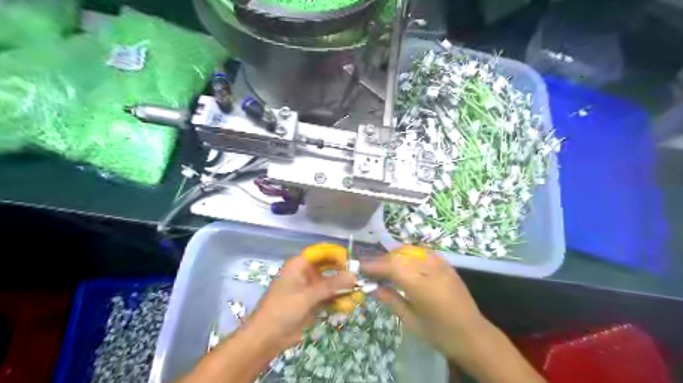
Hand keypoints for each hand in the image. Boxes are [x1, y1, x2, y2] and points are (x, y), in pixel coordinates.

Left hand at [247, 255, 354, 349]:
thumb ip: (331, 286)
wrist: (267, 338)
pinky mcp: (313, 302)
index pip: (322, 252)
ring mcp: (310, 288)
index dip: (336, 254)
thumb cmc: (282, 310)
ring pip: (331, 283)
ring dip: (343, 288)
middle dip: (343, 273)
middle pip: (329, 267)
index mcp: (300, 265)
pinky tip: (349, 305)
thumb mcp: (307, 296)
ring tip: (358, 294)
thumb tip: (353, 276)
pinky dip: (339, 300)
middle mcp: (306, 273)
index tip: (351, 263)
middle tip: (358, 279)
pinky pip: (329, 297)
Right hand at [360, 246, 488, 361]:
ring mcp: (440, 264)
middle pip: (399, 256)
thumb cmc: (440, 334)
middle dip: (381, 261)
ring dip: (394, 256)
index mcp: (421, 286)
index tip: (359, 267)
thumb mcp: (411, 322)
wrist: (473, 335)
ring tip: (385, 268)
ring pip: (410, 251)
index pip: (391, 267)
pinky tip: (404, 264)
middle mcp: (430, 269)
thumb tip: (373, 288)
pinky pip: (422, 252)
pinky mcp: (446, 264)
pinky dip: (409, 254)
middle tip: (370, 271)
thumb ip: (391, 300)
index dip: (373, 265)